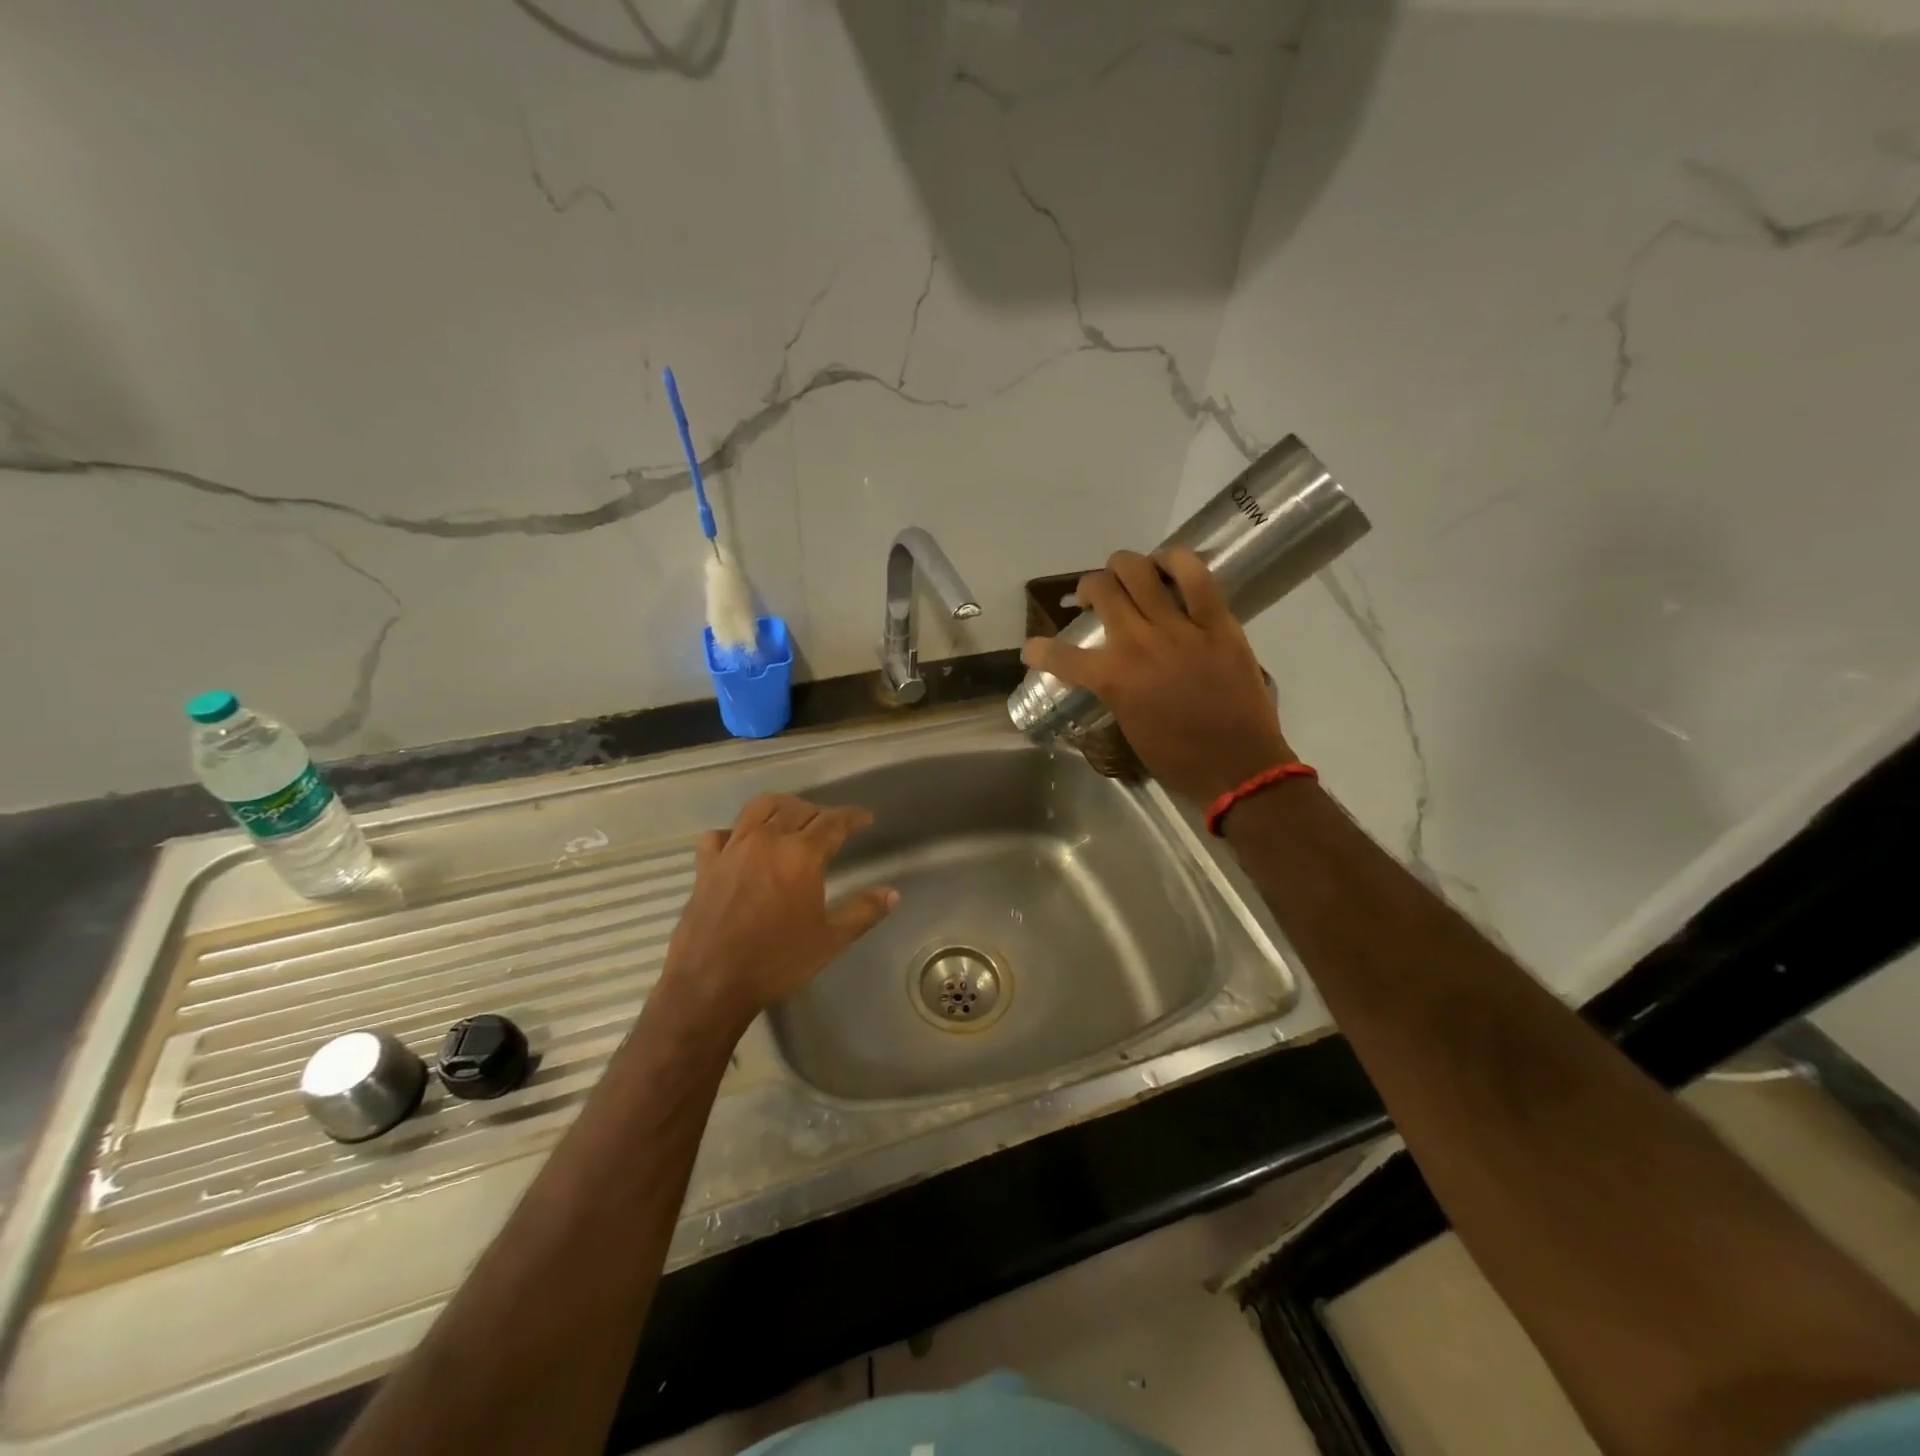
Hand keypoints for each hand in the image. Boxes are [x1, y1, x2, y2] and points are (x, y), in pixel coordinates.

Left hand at [657, 794, 896, 1032]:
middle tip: (831, 825)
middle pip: (797, 809)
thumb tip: (892, 893)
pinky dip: (734, 832)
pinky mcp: (706, 864)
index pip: (834, 821)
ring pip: (759, 808)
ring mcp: (732, 849)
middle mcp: (767, 840)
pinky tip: (740, 843)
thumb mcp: (830, 939)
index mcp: (801, 855)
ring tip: (791, 817)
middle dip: (819, 812)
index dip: (853, 817)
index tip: (865, 819)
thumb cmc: (777, 961)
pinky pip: (719, 834)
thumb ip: (863, 911)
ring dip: (781, 807)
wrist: (711, 982)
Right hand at [1023, 547, 1294, 803]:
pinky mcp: (1217, 623)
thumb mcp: (1128, 726)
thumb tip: (1107, 673)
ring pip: (1139, 572)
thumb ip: (1113, 691)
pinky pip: (1195, 576)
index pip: (1059, 655)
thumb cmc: (1178, 757)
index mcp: (1112, 679)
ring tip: (1125, 574)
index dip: (1038, 650)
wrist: (1237, 766)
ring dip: (1123, 566)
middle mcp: (1137, 644)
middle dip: (1088, 588)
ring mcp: (1178, 629)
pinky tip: (1168, 563)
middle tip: (1094, 598)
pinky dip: (1176, 561)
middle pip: (1101, 590)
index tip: (1033, 649)